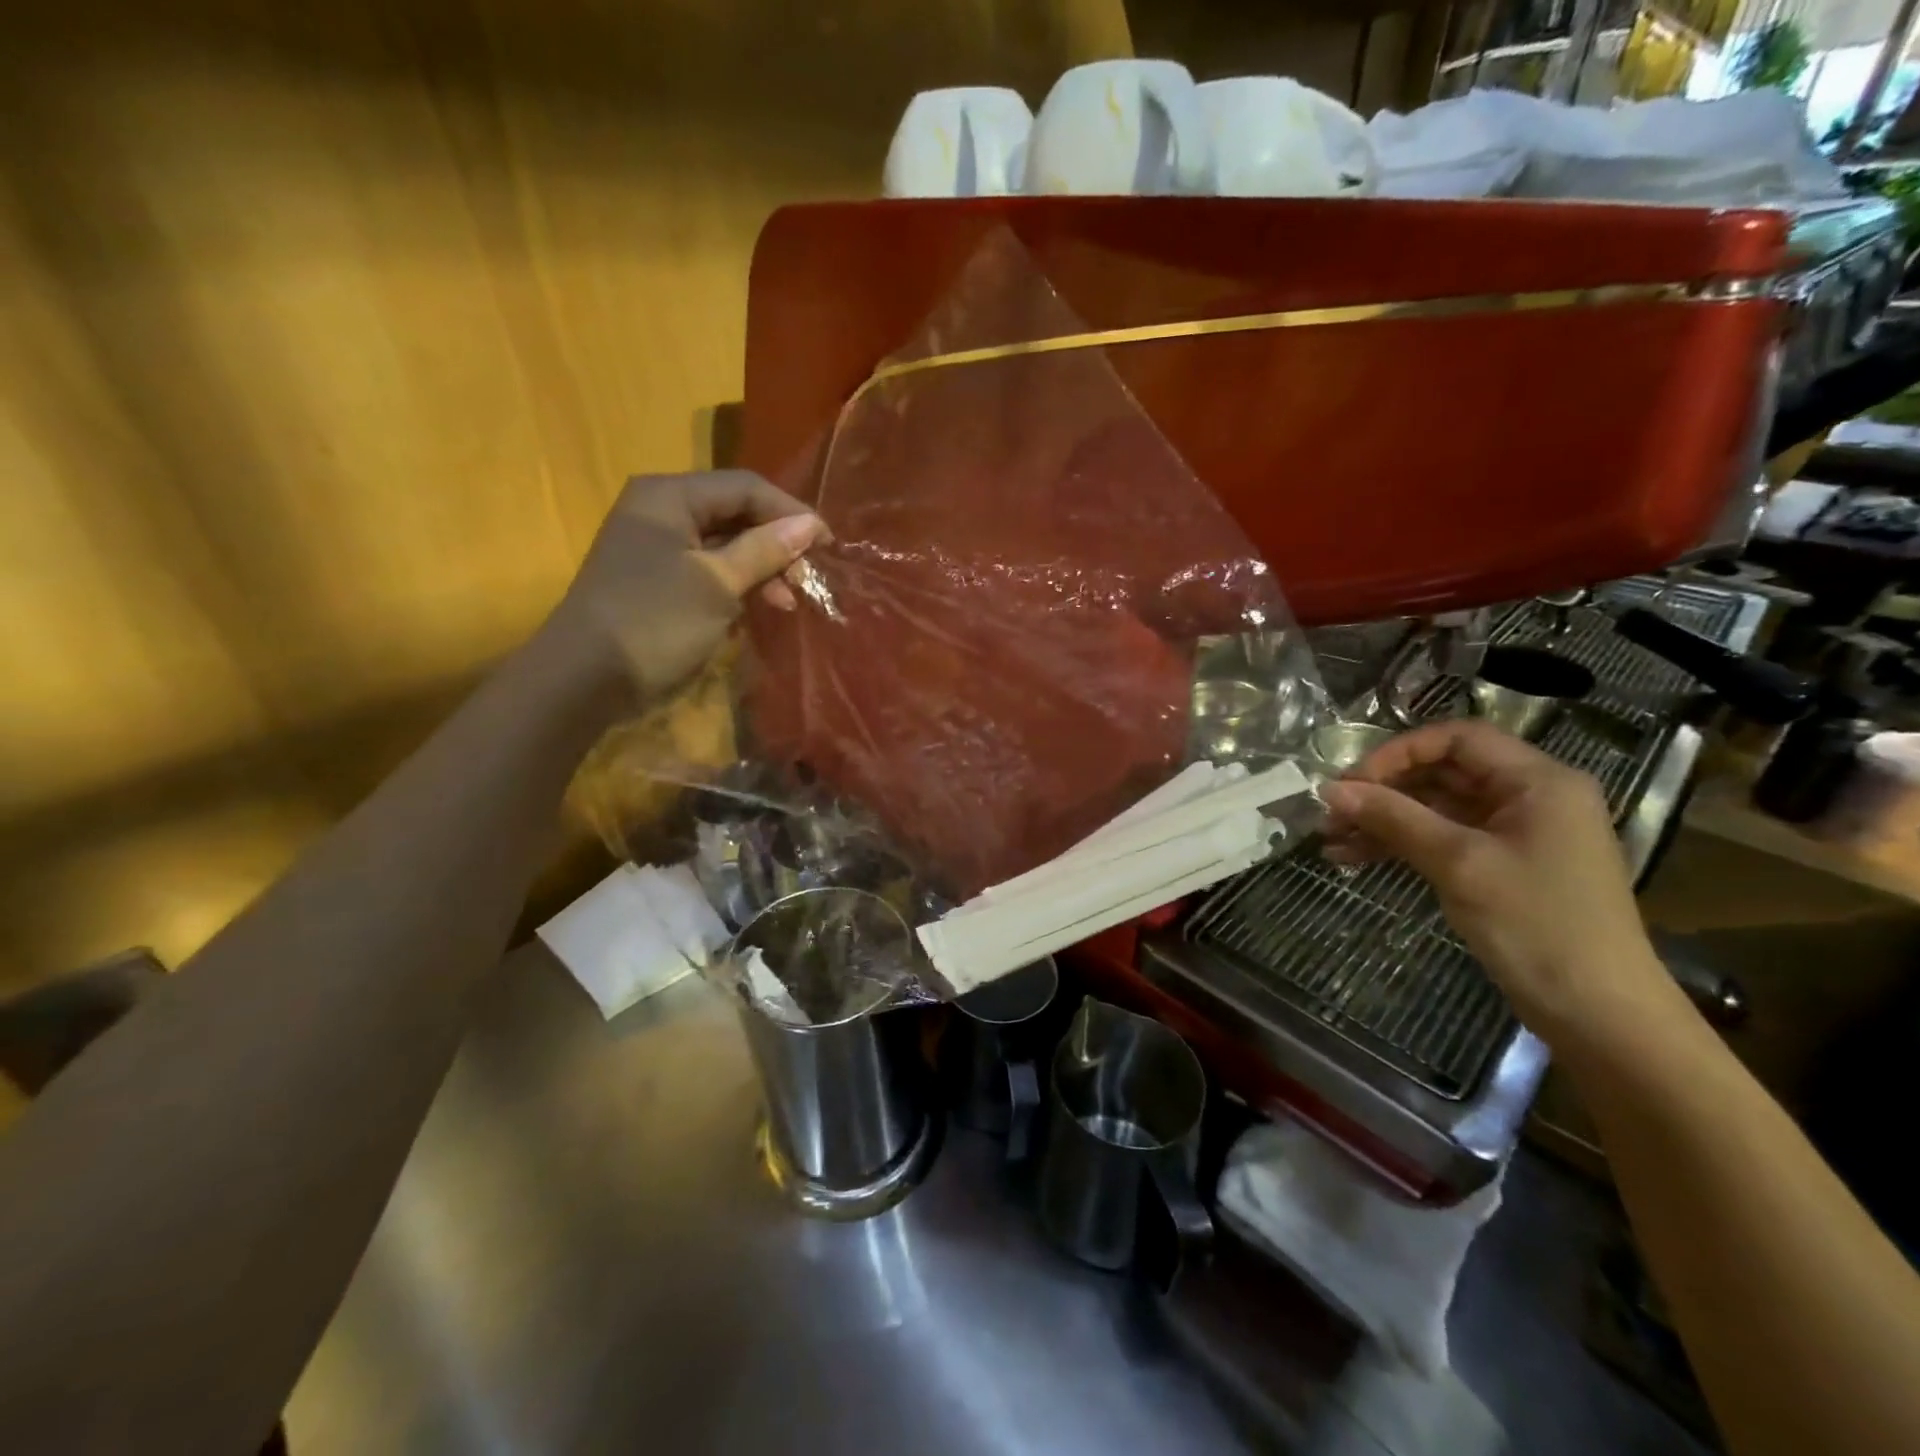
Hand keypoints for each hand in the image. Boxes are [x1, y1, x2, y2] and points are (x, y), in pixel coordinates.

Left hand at [541, 471, 827, 705]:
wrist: (584, 679)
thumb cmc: (655, 622)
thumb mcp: (717, 584)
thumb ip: (764, 549)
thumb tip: (809, 525)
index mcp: (670, 496)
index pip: (746, 487)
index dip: (791, 513)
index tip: (828, 547)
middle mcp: (661, 510)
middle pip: (736, 514)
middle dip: (776, 544)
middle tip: (807, 580)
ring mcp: (656, 547)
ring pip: (725, 545)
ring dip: (761, 569)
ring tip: (787, 602)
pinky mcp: (656, 581)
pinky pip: (708, 570)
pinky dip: (737, 586)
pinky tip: (756, 610)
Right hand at [1319, 721, 1676, 1044]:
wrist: (1598, 1014)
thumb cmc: (1538, 924)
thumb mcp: (1459, 863)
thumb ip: (1393, 818)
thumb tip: (1329, 789)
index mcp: (1538, 781)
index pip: (1457, 738)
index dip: (1399, 752)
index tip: (1353, 782)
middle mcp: (1529, 797)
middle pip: (1442, 772)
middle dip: (1383, 791)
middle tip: (1331, 813)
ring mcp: (1515, 834)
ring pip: (1435, 808)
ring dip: (1383, 820)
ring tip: (1330, 840)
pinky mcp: (1501, 866)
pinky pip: (1441, 839)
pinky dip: (1400, 845)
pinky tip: (1353, 859)